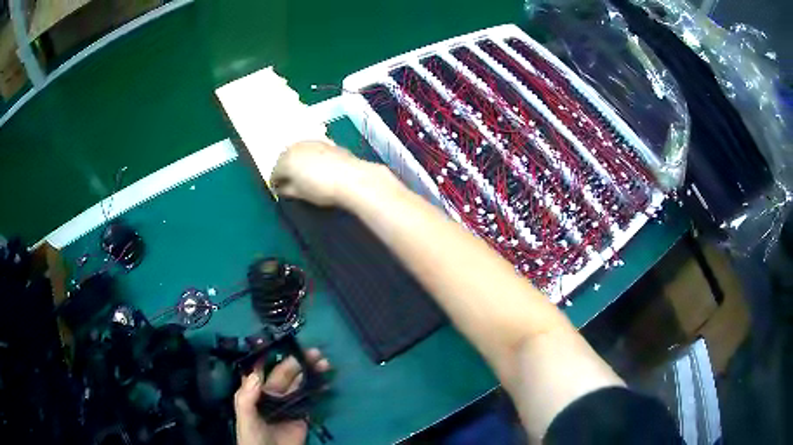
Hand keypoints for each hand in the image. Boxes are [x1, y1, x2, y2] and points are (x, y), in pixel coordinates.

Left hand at [234, 348, 330, 444]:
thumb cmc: (252, 435)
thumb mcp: (244, 416)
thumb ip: (247, 397)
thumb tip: (255, 373)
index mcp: (257, 391)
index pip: (266, 369)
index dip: (276, 356)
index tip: (289, 344)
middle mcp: (273, 394)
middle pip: (287, 374)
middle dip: (299, 362)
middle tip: (315, 352)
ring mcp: (289, 404)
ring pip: (300, 383)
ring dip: (311, 372)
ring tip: (324, 363)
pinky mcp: (302, 416)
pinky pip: (310, 399)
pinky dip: (318, 389)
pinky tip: (325, 381)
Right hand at [271, 140, 374, 206]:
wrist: (351, 178)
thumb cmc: (321, 188)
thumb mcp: (300, 193)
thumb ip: (287, 190)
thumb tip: (282, 188)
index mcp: (285, 160)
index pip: (275, 173)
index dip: (277, 184)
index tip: (280, 191)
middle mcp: (296, 147)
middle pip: (286, 159)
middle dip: (287, 170)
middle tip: (292, 182)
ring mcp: (312, 142)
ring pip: (299, 152)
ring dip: (299, 162)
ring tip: (306, 174)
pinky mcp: (327, 143)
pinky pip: (313, 151)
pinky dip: (312, 158)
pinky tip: (319, 167)